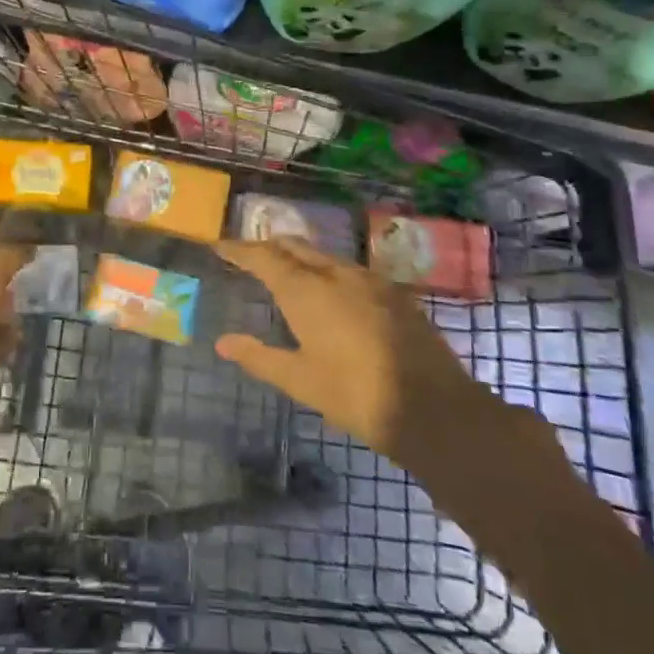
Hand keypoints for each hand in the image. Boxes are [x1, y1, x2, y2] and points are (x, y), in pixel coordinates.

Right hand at [213, 238, 492, 464]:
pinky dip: (329, 271)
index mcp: (306, 290)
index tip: (220, 246)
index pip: (263, 257)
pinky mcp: (393, 292)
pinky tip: (332, 291)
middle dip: (270, 247)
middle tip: (251, 255)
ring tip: (288, 271)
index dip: (239, 250)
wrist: (433, 407)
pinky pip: (350, 270)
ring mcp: (369, 279)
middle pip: (295, 246)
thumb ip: (259, 357)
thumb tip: (222, 342)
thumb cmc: (355, 395)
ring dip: (301, 257)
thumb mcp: (300, 380)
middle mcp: (335, 273)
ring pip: (325, 256)